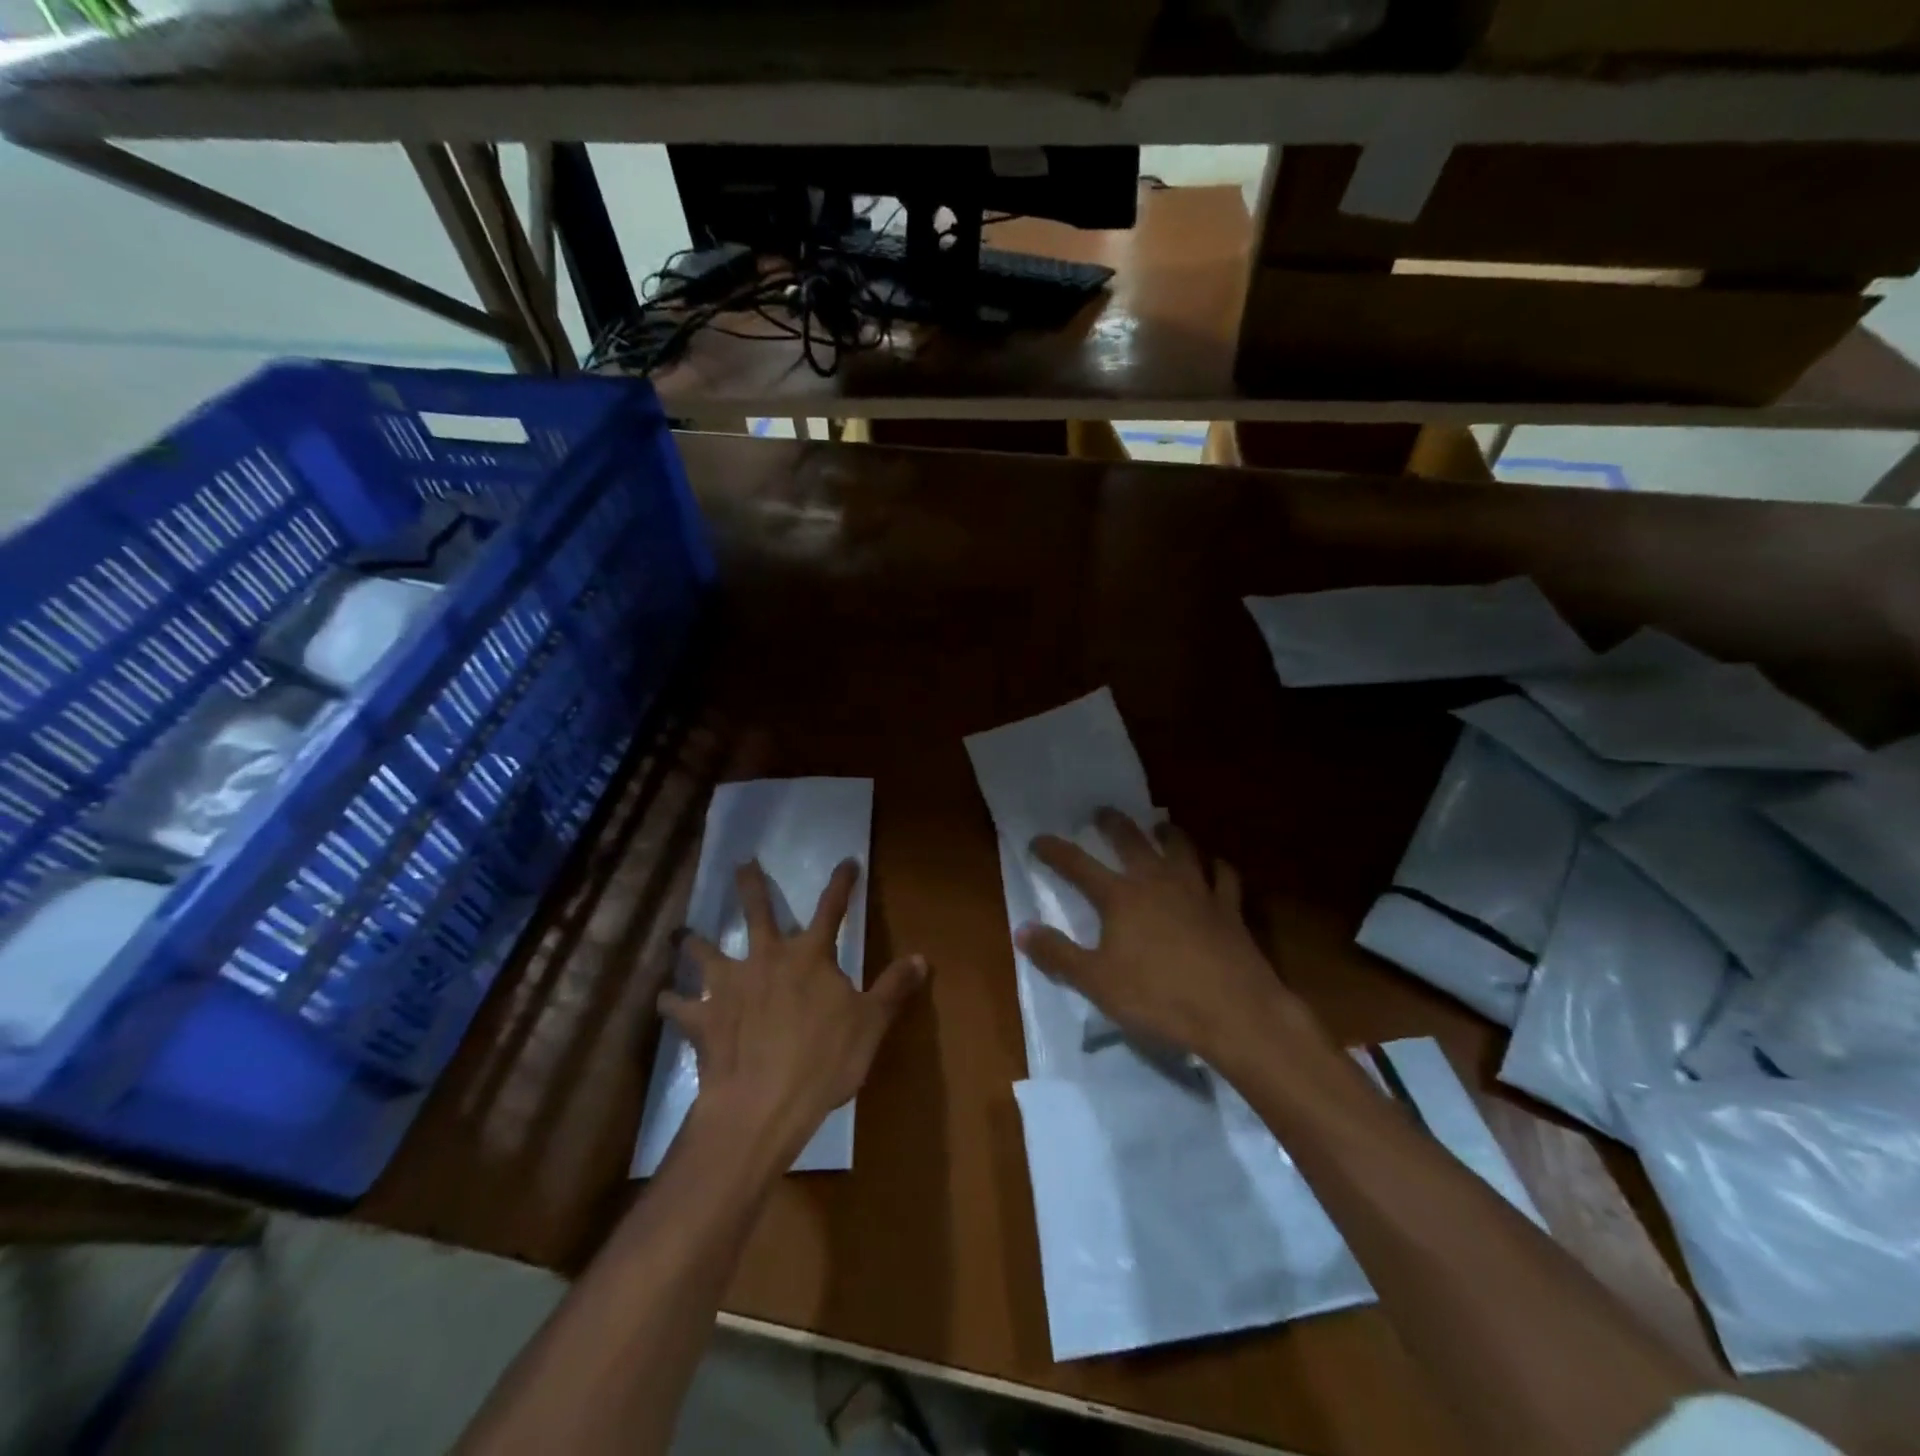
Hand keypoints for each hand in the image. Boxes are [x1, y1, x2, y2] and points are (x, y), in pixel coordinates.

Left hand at [663, 858, 928, 1167]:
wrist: (762, 1103)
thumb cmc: (824, 1061)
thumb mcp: (871, 1024)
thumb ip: (893, 988)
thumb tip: (921, 957)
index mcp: (810, 956)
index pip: (832, 909)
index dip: (842, 884)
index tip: (847, 862)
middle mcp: (767, 959)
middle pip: (758, 912)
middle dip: (751, 885)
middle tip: (742, 863)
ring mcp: (730, 986)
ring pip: (707, 952)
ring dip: (694, 942)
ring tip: (682, 934)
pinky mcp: (703, 1019)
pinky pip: (679, 1006)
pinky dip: (671, 1002)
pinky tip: (662, 999)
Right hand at [1017, 810, 1308, 1071]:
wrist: (1235, 1012)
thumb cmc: (1159, 997)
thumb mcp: (1097, 982)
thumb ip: (1058, 954)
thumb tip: (1022, 930)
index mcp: (1120, 897)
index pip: (1078, 865)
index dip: (1055, 851)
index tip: (1038, 840)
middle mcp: (1157, 881)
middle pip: (1132, 841)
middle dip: (1114, 824)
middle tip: (1103, 813)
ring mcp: (1197, 890)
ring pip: (1181, 848)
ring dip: (1168, 833)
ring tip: (1160, 826)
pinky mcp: (1229, 908)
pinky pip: (1224, 876)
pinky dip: (1216, 865)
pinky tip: (1214, 865)